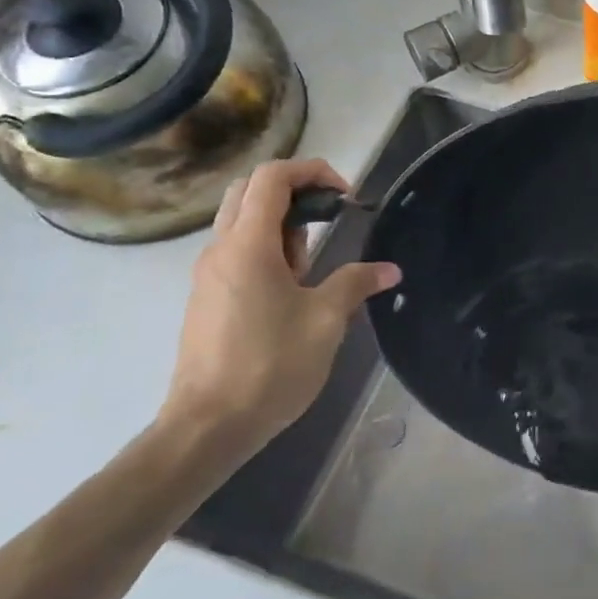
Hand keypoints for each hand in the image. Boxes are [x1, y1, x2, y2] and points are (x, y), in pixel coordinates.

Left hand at [160, 158, 398, 462]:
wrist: (207, 428)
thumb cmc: (269, 365)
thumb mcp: (325, 320)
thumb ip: (356, 283)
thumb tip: (390, 269)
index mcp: (247, 245)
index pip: (271, 177)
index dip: (311, 171)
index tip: (344, 194)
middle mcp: (221, 249)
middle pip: (250, 190)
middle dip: (294, 190)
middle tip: (328, 215)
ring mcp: (208, 274)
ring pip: (242, 221)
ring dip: (281, 224)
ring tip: (313, 262)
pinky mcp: (207, 297)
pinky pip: (237, 251)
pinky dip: (267, 249)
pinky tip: (291, 288)